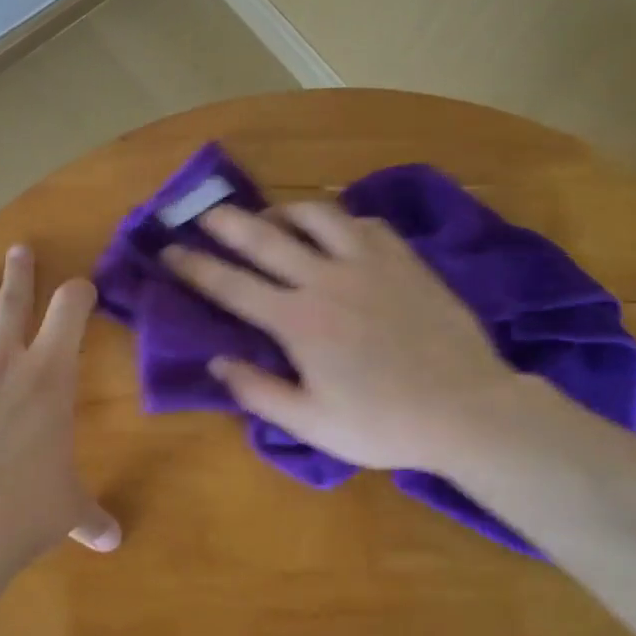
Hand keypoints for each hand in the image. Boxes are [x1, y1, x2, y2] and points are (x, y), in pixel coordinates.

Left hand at [0, 244, 119, 558]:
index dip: (78, 293)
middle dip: (20, 273)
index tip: (82, 286)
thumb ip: (89, 517)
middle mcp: (2, 362)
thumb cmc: (26, 507)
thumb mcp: (66, 509)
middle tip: (19, 250)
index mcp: (49, 376)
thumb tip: (113, 542)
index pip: (70, 312)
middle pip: (12, 301)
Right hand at [161, 202, 519, 473]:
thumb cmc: (383, 424)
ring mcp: (369, 263)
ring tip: (272, 217)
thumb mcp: (311, 424)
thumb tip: (217, 361)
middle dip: (228, 223)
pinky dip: (340, 220)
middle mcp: (326, 280)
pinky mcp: (404, 260)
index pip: (232, 286)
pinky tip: (336, 231)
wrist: (467, 409)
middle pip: (266, 238)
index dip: (194, 267)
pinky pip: (363, 223)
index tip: (168, 250)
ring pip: (317, 216)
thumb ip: (258, 391)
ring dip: (285, 211)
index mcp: (298, 321)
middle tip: (205, 213)